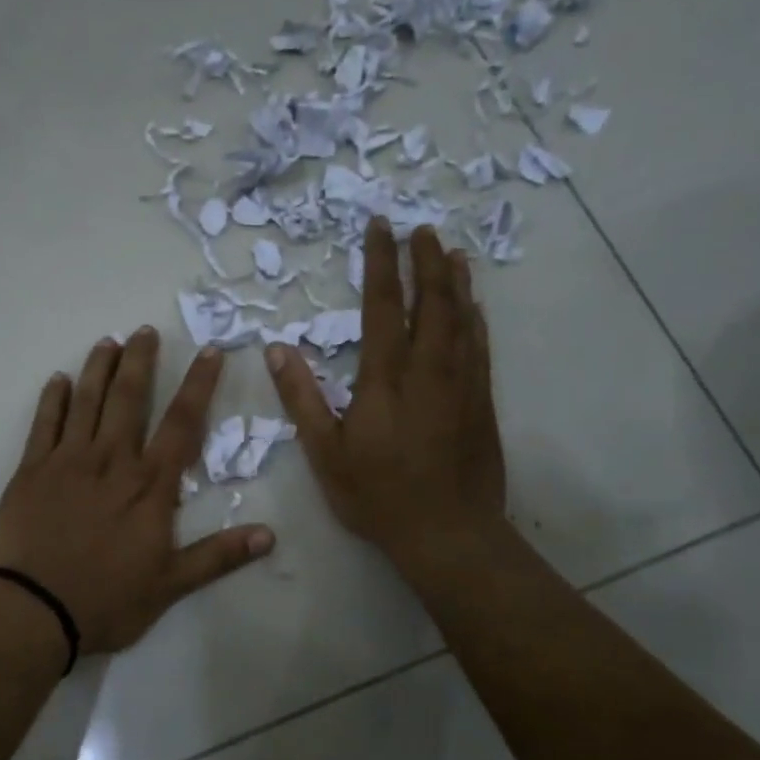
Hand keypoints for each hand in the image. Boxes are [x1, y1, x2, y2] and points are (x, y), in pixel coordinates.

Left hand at [0, 328, 274, 656]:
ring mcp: (67, 461)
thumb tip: (269, 535)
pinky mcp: (31, 470)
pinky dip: (52, 399)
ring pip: (86, 401)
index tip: (209, 351)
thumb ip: (218, 556)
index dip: (199, 385)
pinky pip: (44, 423)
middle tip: (145, 330)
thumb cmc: (106, 600)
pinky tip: (58, 380)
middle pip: (130, 398)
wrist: (32, 610)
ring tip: (107, 341)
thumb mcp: (170, 585)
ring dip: (98, 368)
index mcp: (149, 486)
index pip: (182, 424)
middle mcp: (111, 461)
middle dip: (141, 361)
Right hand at [265, 220, 507, 580]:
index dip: (382, 263)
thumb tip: (277, 350)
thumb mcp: (325, 453)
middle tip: (421, 229)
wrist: (446, 532)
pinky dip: (476, 320)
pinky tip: (475, 308)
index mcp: (385, 378)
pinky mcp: (482, 402)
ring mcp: (462, 384)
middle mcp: (428, 370)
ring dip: (455, 282)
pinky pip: (481, 348)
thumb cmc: (377, 495)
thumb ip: (302, 399)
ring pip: (462, 318)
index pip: (384, 306)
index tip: (381, 227)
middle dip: (425, 261)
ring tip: (451, 253)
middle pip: (431, 301)